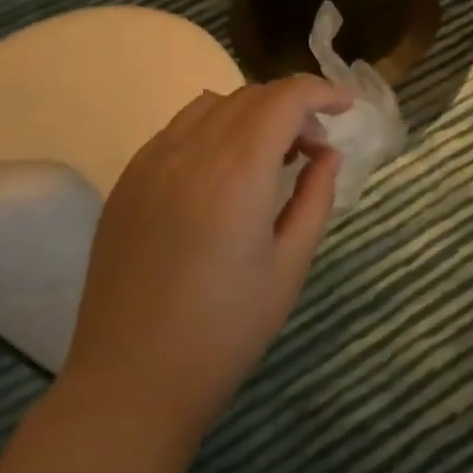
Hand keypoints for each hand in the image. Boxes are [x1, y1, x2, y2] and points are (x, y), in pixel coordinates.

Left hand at [61, 76, 351, 445]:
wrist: (131, 380)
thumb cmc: (224, 330)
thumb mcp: (289, 266)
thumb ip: (315, 198)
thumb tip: (327, 155)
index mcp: (236, 171)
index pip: (284, 98)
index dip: (321, 92)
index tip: (346, 109)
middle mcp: (189, 151)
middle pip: (250, 96)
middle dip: (292, 107)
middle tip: (314, 149)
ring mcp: (149, 163)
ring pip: (211, 106)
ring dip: (251, 114)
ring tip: (269, 157)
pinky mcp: (126, 181)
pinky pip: (177, 131)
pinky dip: (213, 130)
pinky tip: (222, 174)